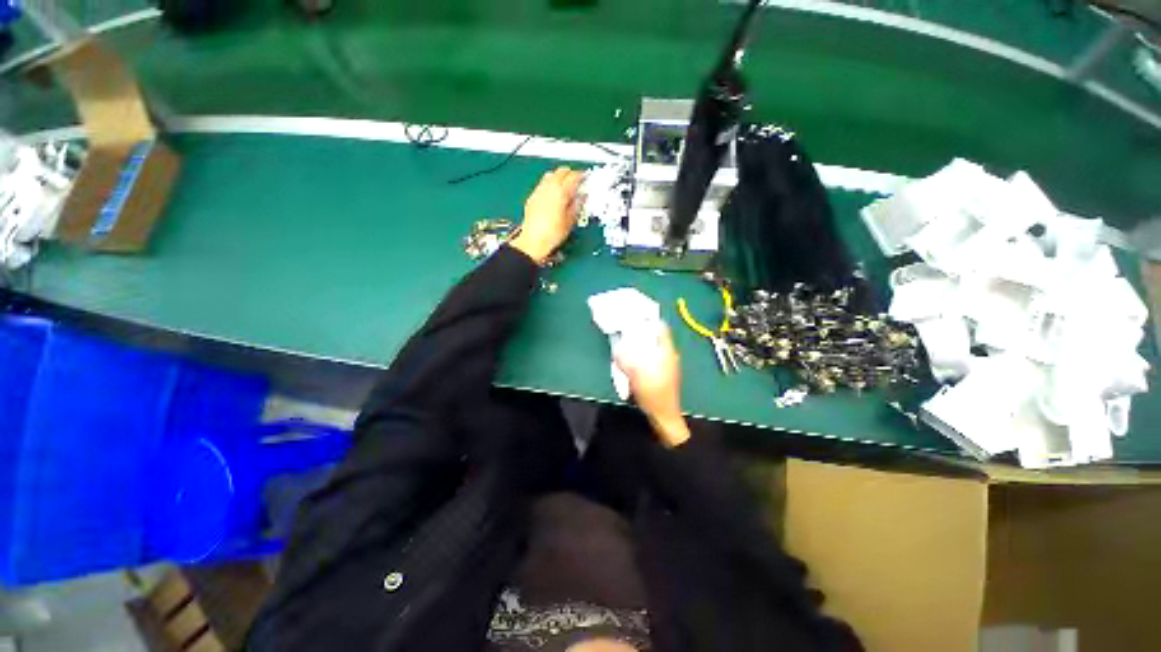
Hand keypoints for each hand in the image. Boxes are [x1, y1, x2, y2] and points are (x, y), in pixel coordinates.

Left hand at [510, 167, 583, 263]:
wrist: (533, 241)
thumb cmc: (553, 234)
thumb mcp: (571, 220)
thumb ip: (577, 205)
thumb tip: (582, 196)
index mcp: (561, 192)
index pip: (574, 176)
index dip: (582, 176)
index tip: (586, 178)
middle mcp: (549, 187)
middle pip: (561, 171)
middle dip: (570, 173)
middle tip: (577, 180)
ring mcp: (539, 191)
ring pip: (550, 174)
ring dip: (559, 177)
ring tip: (565, 185)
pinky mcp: (532, 197)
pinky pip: (543, 183)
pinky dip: (550, 184)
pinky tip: (553, 193)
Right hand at [614, 325, 690, 447]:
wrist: (663, 416)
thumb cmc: (653, 395)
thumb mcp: (637, 375)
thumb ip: (627, 360)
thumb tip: (618, 348)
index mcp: (667, 352)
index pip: (662, 328)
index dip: (649, 320)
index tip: (634, 317)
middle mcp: (668, 355)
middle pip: (655, 337)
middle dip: (640, 332)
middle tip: (625, 330)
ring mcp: (666, 365)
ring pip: (652, 347)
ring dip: (640, 344)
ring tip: (625, 343)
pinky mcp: (661, 374)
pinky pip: (650, 358)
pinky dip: (641, 355)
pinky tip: (630, 360)